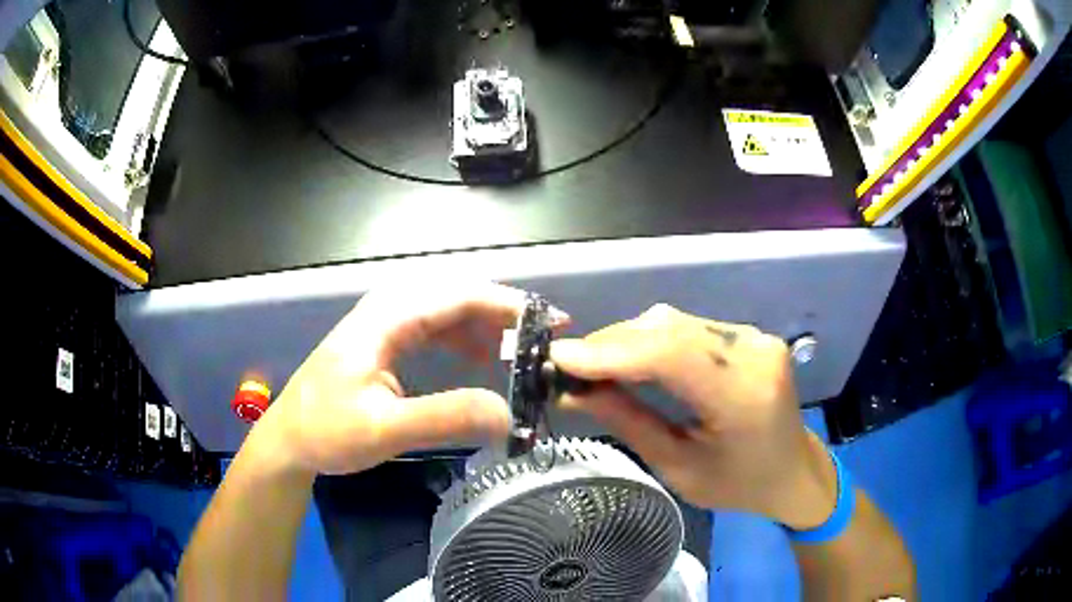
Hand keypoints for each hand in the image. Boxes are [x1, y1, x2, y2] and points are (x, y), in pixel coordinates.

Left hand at [251, 282, 537, 476]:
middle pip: (457, 295)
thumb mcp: (385, 430)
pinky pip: (435, 327)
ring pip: (447, 309)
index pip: (459, 295)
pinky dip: (464, 338)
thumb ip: (446, 419)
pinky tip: (481, 357)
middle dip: (504, 312)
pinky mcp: (385, 341)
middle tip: (544, 338)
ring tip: (520, 350)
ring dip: (486, 326)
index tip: (552, 322)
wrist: (289, 440)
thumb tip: (508, 414)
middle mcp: (388, 310)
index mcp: (386, 319)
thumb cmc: (328, 431)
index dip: (509, 305)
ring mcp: (385, 324)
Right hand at [551, 304, 836, 529]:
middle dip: (611, 344)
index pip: (669, 354)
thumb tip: (572, 392)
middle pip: (669, 329)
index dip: (609, 352)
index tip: (558, 358)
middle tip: (567, 365)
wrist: (793, 471)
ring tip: (592, 364)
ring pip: (675, 322)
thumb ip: (628, 422)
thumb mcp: (678, 467)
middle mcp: (752, 352)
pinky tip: (631, 357)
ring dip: (628, 340)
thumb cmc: (738, 485)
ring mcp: (754, 337)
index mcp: (743, 395)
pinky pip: (690, 327)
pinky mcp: (749, 334)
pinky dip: (652, 340)